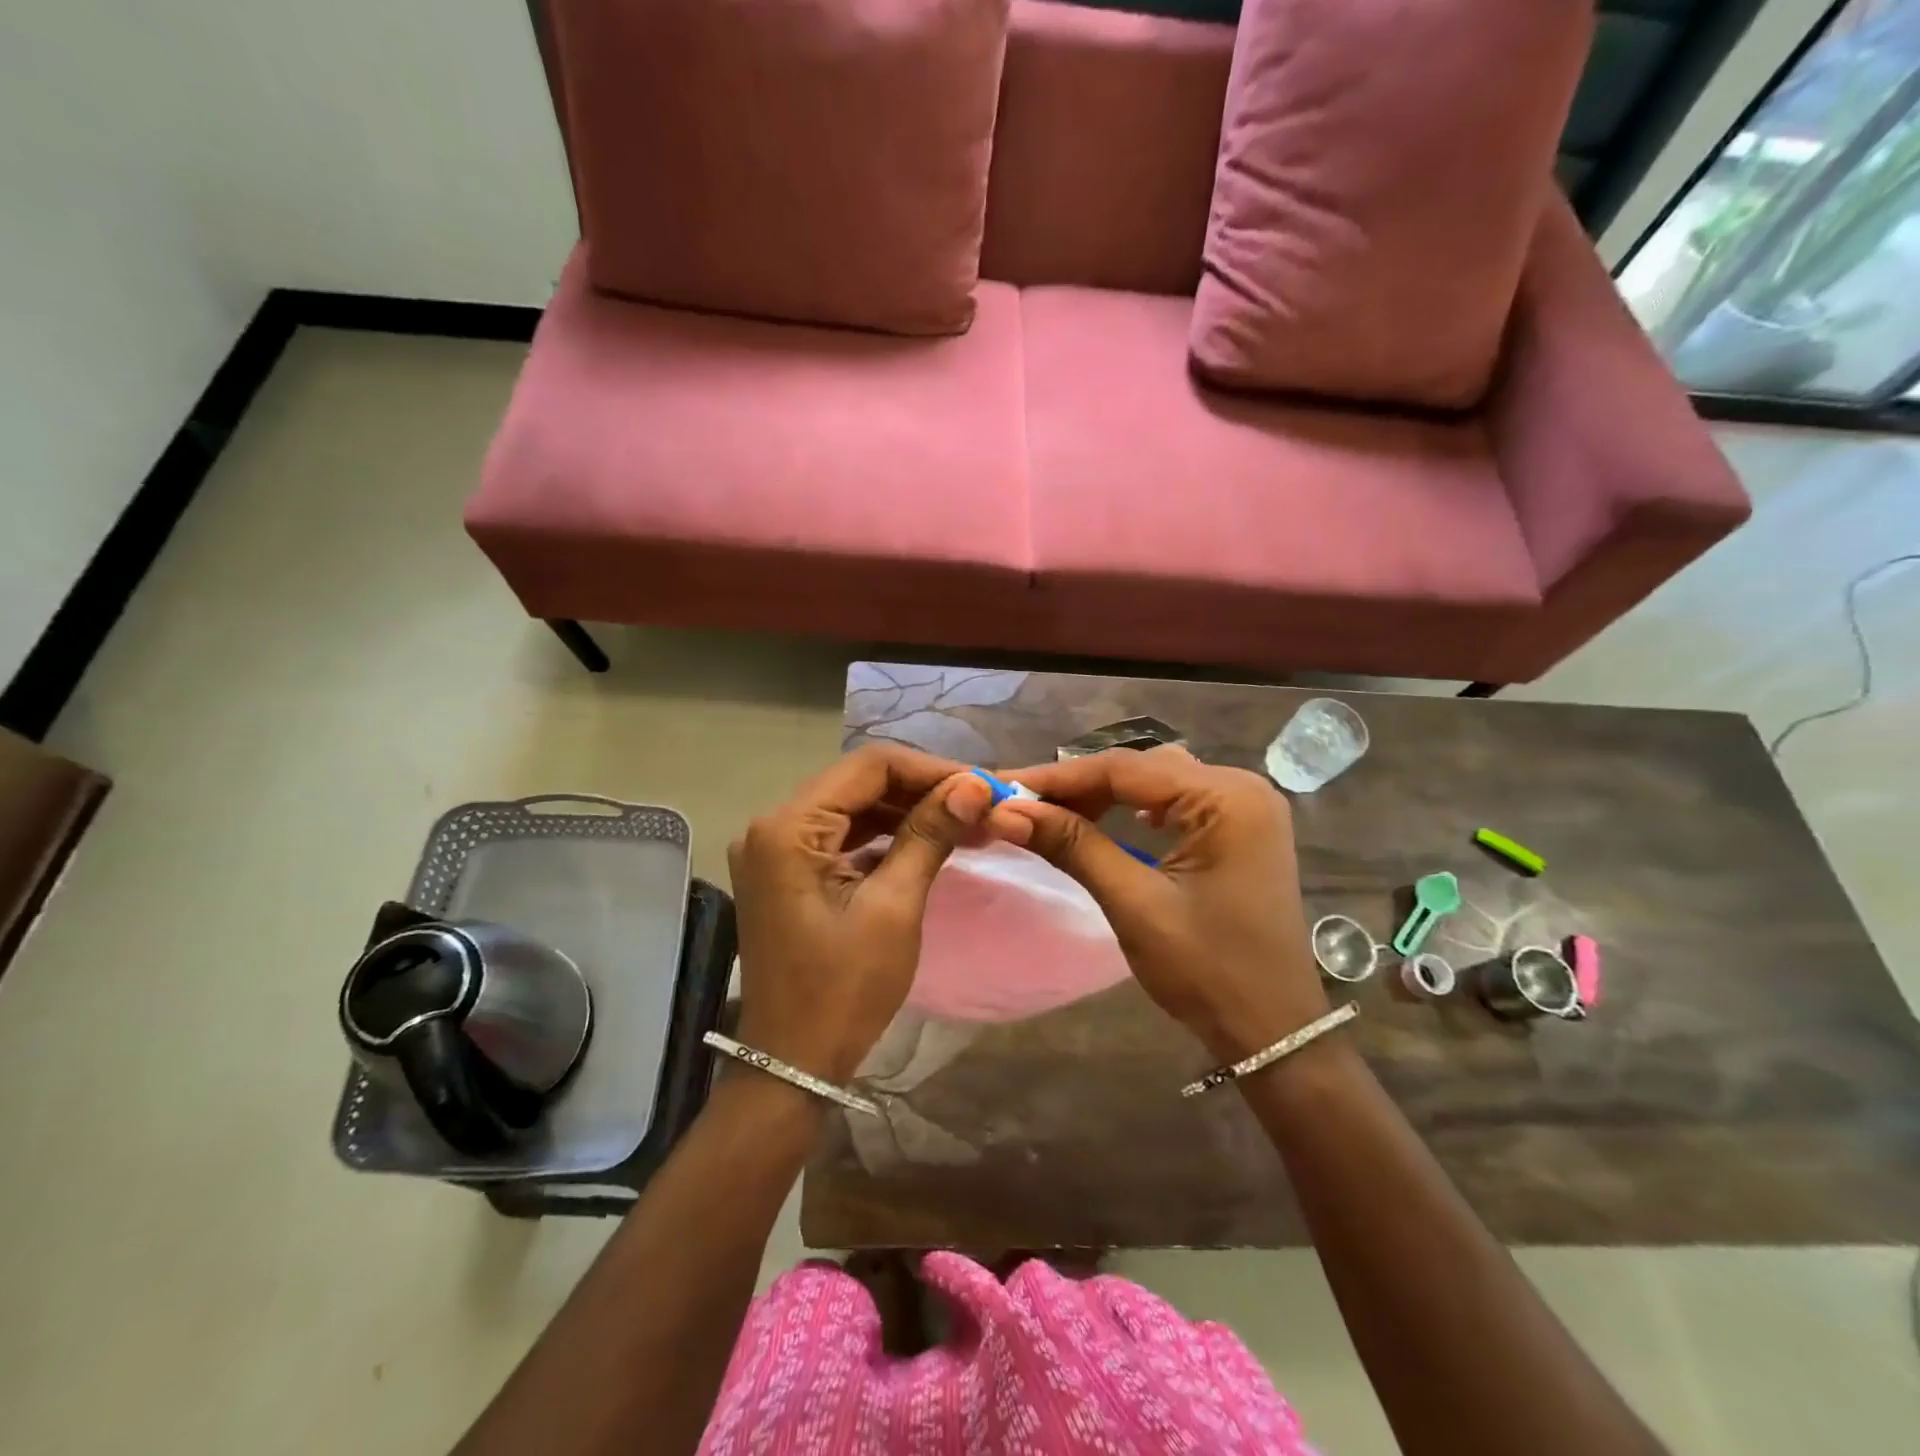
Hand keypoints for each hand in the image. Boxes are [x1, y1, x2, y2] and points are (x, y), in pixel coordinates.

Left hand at [728, 745, 1012, 1082]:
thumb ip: (929, 836)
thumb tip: (973, 785)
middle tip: (981, 805)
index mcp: (788, 828)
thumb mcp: (893, 907)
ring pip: (853, 808)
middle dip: (922, 790)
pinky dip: (884, 837)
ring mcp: (776, 850)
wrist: (793, 1064)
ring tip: (966, 822)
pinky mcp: (787, 872)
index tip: (981, 785)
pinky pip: (842, 837)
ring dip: (907, 813)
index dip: (930, 770)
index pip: (868, 767)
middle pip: (859, 783)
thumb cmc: (844, 990)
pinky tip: (928, 841)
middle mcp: (773, 826)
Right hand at [995, 745, 1327, 1059]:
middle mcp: (1242, 787)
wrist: (1273, 1031)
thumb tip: (1006, 812)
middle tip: (1021, 803)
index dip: (1059, 778)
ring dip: (1104, 795)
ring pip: (1156, 782)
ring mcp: (1245, 808)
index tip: (1003, 786)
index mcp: (1227, 798)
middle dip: (1080, 786)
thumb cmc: (1208, 971)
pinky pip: (1175, 802)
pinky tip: (1107, 821)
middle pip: (1142, 769)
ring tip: (1052, 812)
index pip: (1126, 768)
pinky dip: (1133, 809)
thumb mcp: (1134, 904)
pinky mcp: (1239, 830)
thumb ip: (1074, 847)